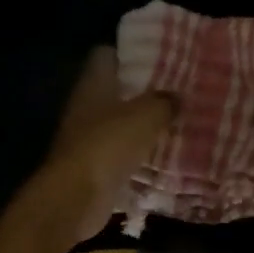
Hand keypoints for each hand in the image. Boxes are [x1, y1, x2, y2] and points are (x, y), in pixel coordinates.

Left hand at [46, 47, 173, 237]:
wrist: (76, 197)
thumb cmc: (108, 144)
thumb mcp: (146, 116)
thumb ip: (164, 102)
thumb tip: (177, 97)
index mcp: (94, 84)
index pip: (107, 56)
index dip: (130, 55)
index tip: (159, 59)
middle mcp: (86, 107)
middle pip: (115, 92)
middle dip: (143, 94)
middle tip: (177, 95)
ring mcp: (87, 139)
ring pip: (120, 126)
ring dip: (143, 128)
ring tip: (177, 126)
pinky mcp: (94, 168)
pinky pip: (122, 156)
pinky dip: (139, 158)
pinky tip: (164, 159)